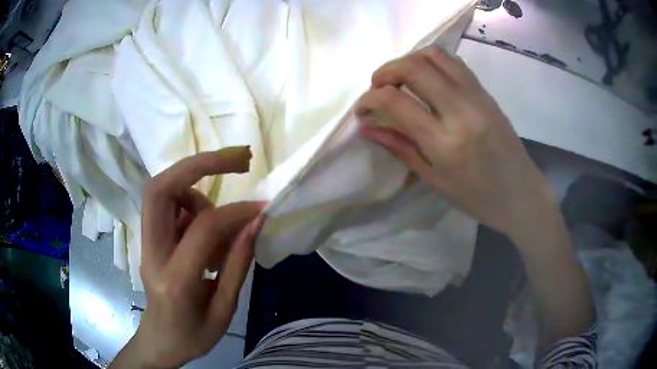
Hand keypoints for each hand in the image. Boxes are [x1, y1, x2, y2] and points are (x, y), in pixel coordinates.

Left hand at [111, 147, 264, 368]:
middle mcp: (152, 254)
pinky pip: (168, 205)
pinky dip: (191, 203)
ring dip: (197, 190)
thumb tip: (255, 222)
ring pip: (163, 191)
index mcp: (175, 281)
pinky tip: (206, 230)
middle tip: (240, 158)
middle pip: (160, 189)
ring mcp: (145, 243)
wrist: (161, 341)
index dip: (236, 212)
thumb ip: (238, 265)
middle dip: (200, 163)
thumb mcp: (224, 311)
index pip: (203, 229)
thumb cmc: (194, 335)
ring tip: (222, 221)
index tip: (261, 208)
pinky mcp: (148, 238)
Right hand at [355, 46, 555, 238]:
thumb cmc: (478, 199)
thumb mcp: (435, 181)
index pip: (396, 102)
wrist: (522, 195)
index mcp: (445, 143)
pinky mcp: (486, 92)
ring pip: (435, 56)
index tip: (362, 109)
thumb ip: (400, 148)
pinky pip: (454, 63)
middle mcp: (461, 111)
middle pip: (414, 67)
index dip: (369, 99)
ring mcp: (477, 97)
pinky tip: (426, 79)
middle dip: (386, 71)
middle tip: (377, 88)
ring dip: (409, 61)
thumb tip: (367, 129)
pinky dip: (432, 62)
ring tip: (400, 81)